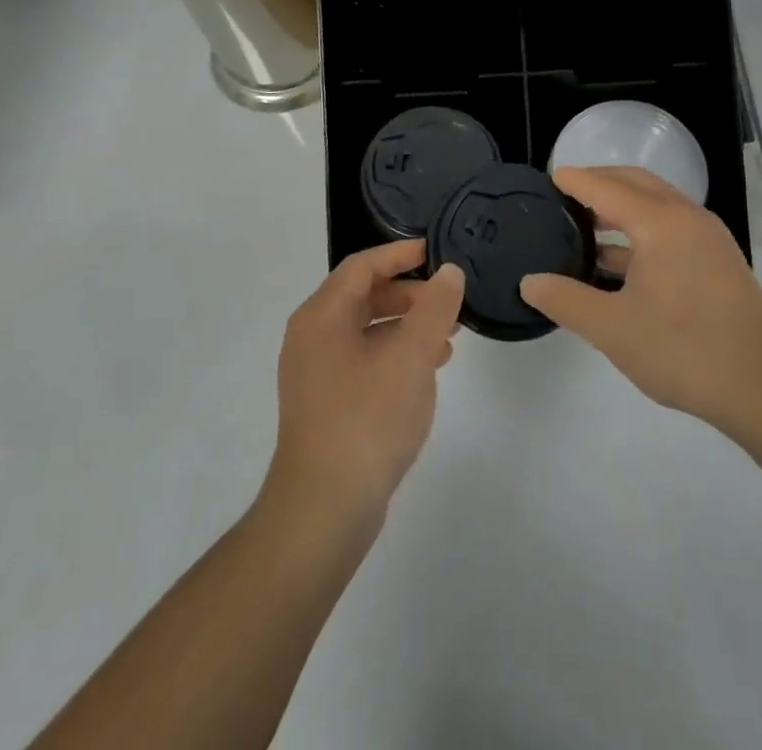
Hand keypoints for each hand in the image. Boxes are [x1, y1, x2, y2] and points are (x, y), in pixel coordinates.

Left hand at [267, 240, 463, 523]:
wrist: (324, 510)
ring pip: (366, 330)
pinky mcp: (327, 403)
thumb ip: (433, 309)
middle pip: (363, 296)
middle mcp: (312, 337)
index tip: (436, 251)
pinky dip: (396, 355)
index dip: (400, 253)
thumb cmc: (366, 420)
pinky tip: (428, 371)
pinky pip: (365, 360)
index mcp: (321, 316)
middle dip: (409, 293)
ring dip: (407, 326)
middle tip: (448, 301)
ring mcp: (316, 373)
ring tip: (449, 337)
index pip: (362, 266)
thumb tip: (449, 273)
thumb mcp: (410, 358)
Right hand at [520, 167, 761, 433]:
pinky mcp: (718, 260)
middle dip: (599, 183)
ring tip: (585, 227)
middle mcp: (686, 217)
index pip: (606, 187)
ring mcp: (707, 237)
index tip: (549, 178)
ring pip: (656, 204)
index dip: (575, 180)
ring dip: (621, 207)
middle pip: (635, 183)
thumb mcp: (612, 328)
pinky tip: (620, 262)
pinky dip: (641, 229)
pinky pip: (671, 226)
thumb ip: (566, 300)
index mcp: (659, 221)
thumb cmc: (684, 350)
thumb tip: (530, 282)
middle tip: (564, 196)